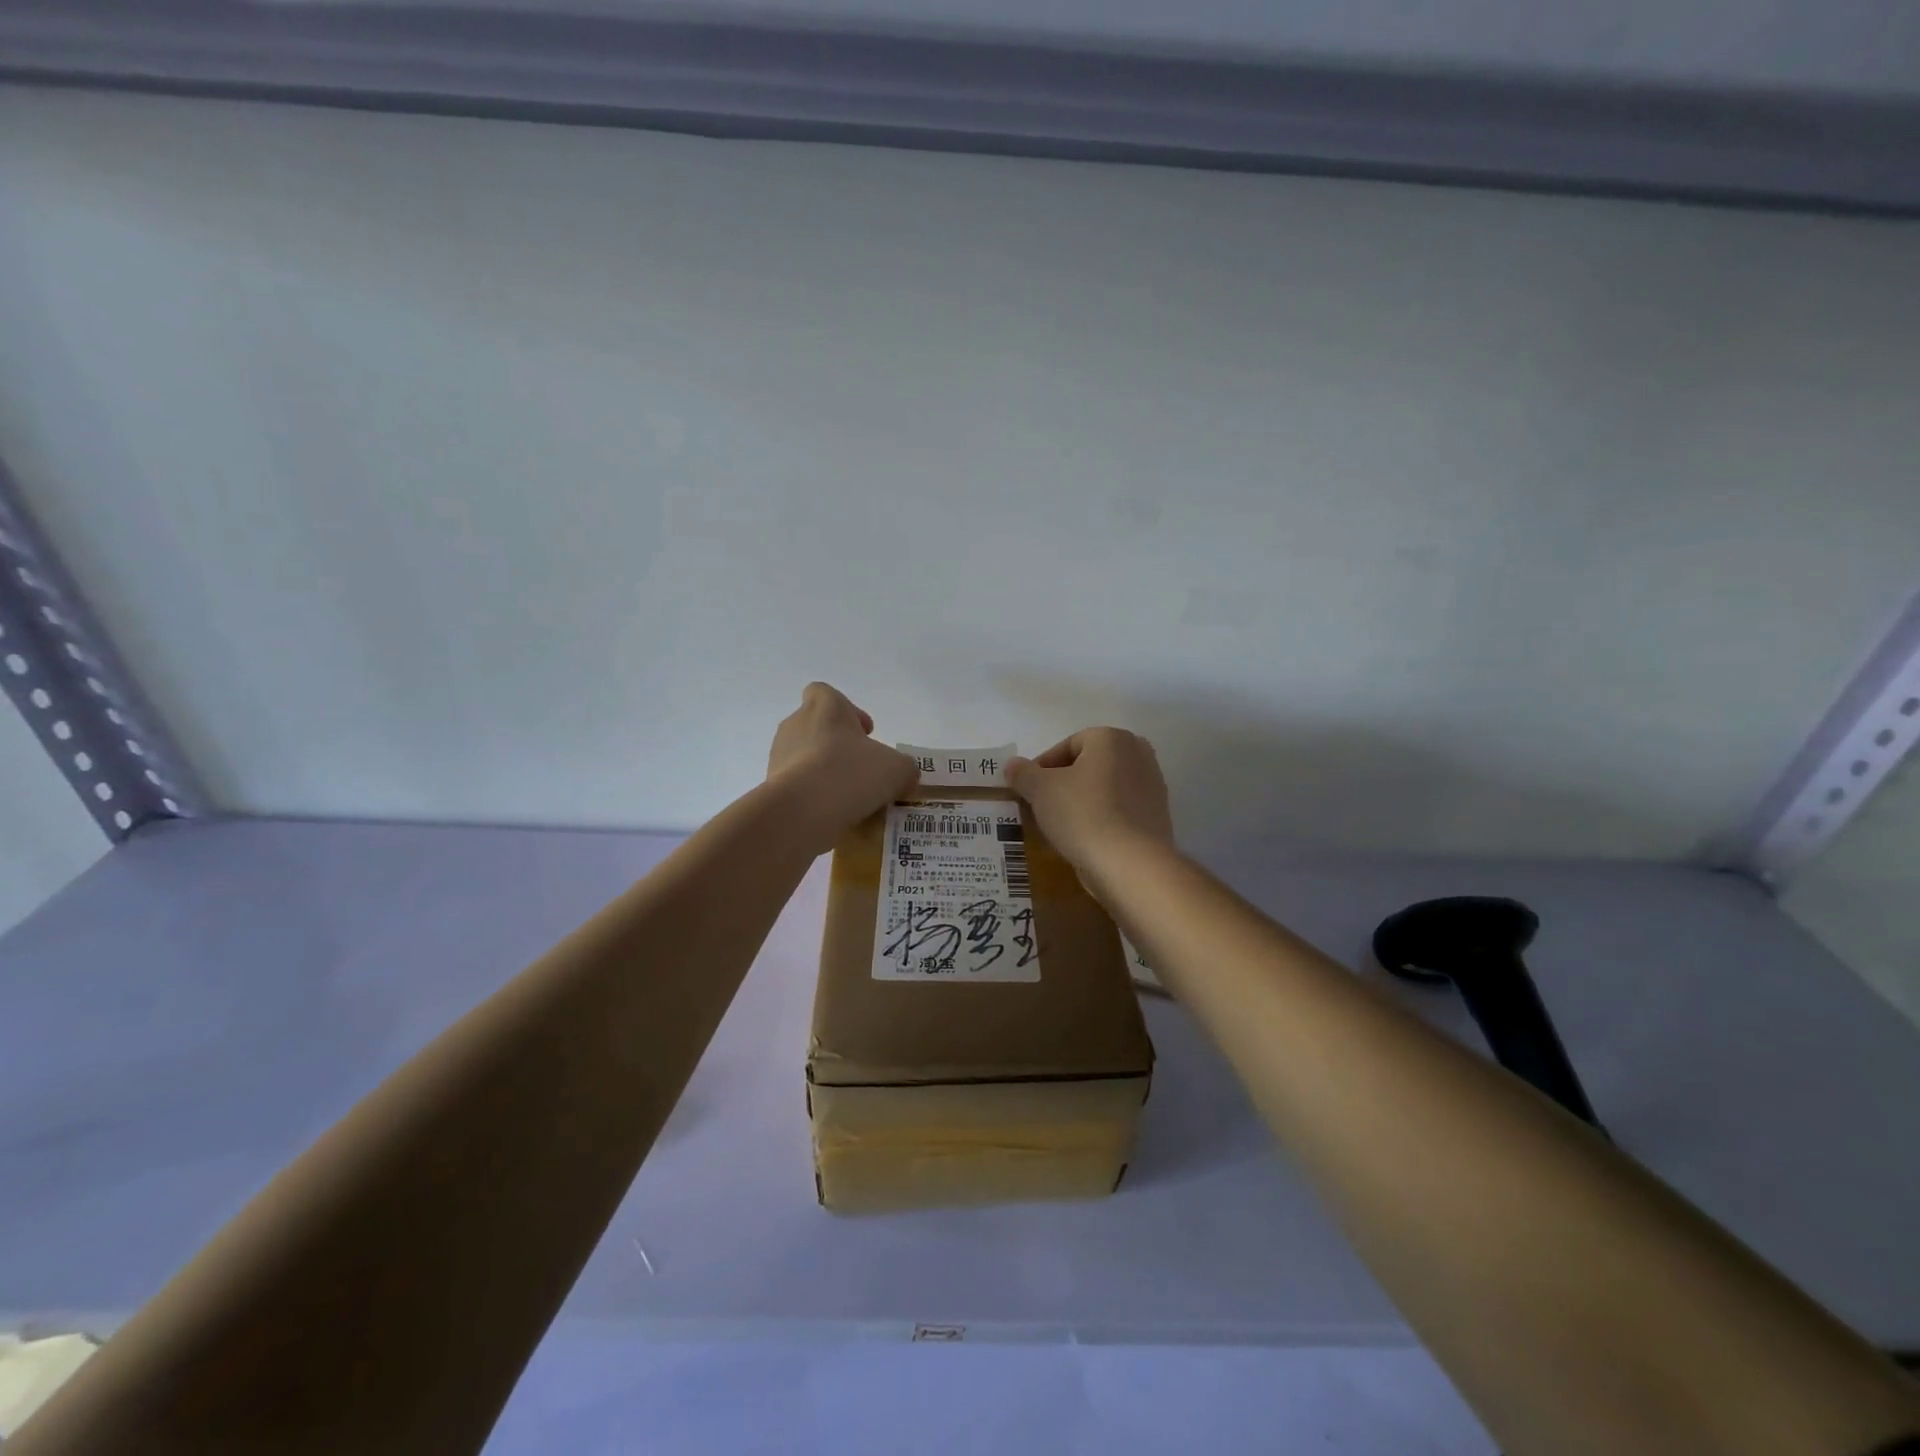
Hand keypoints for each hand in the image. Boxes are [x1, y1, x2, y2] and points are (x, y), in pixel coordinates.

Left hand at [767, 683, 918, 843]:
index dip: (847, 710)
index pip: (825, 693)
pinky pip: (797, 786)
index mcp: (825, 707)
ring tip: (850, 799)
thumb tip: (904, 776)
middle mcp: (796, 724)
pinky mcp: (771, 786)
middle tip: (863, 770)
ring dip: (826, 772)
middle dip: (839, 747)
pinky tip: (834, 815)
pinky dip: (813, 797)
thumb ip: (904, 768)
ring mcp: (779, 755)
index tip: (865, 734)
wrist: (801, 812)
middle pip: (818, 727)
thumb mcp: (896, 769)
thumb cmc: (851, 773)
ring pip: (806, 758)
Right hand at [1007, 729, 1173, 877]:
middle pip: (1087, 765)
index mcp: (1111, 738)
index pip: (1066, 746)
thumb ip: (1023, 773)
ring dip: (1081, 801)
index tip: (1027, 791)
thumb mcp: (1041, 791)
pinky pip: (1119, 810)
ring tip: (1060, 826)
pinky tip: (1085, 839)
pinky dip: (1101, 818)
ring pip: (1104, 788)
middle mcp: (1137, 753)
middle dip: (1063, 783)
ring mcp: (1152, 785)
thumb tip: (1013, 765)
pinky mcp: (1156, 815)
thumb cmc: (1084, 815)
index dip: (1041, 768)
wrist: (1132, 865)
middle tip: (1042, 806)